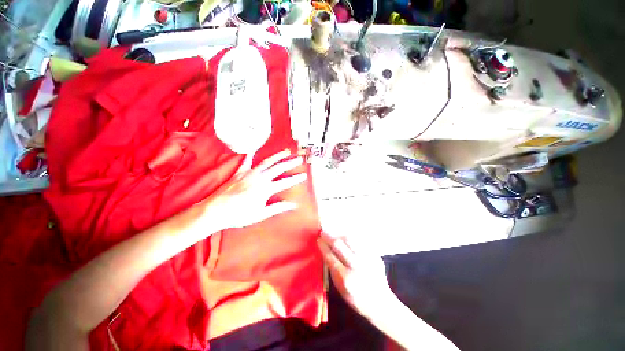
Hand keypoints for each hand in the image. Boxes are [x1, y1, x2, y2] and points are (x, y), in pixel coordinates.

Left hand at [205, 149, 306, 229]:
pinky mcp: (240, 172)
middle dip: (290, 163)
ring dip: (277, 156)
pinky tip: (254, 149)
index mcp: (265, 189)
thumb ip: (278, 208)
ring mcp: (249, 173)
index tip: (304, 175)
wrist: (216, 210)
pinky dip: (251, 154)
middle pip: (278, 168)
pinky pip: (246, 160)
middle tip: (299, 159)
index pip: (285, 182)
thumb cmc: (239, 215)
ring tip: (286, 151)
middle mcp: (259, 178)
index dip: (295, 179)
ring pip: (266, 162)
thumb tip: (293, 205)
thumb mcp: (261, 214)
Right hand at [317, 232, 395, 319]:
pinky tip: (348, 240)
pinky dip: (352, 240)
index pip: (330, 256)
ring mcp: (368, 259)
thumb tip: (325, 252)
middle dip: (329, 236)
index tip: (318, 239)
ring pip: (350, 239)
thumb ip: (332, 269)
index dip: (323, 246)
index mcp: (346, 278)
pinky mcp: (375, 255)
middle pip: (339, 244)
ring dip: (340, 236)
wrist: (380, 302)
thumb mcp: (340, 288)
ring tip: (336, 236)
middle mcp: (357, 266)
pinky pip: (360, 242)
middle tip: (324, 233)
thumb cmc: (356, 298)